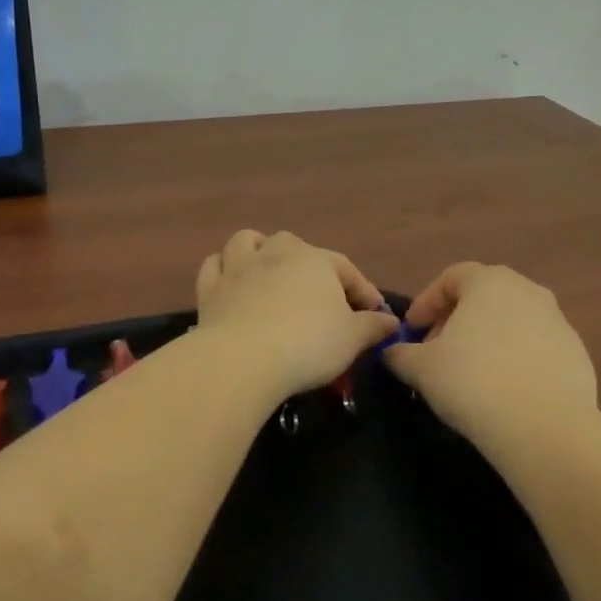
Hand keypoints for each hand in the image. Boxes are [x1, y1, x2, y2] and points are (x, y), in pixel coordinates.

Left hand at [195, 230, 397, 396]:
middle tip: (320, 297)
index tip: (375, 316)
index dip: (363, 292)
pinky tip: (231, 284)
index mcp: (316, 261)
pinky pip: (214, 266)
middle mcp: (277, 253)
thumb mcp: (352, 339)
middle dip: (309, 265)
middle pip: (295, 247)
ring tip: (268, 272)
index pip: (346, 270)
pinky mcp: (210, 288)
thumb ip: (373, 327)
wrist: (244, 359)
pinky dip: (223, 270)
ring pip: (248, 242)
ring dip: (259, 250)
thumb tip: (390, 321)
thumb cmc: (308, 344)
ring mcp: (239, 267)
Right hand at [384, 263, 596, 442]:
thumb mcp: (422, 368)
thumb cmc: (473, 383)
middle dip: (456, 320)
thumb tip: (391, 352)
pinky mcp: (576, 353)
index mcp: (489, 282)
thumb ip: (400, 354)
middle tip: (438, 352)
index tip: (412, 332)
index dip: (427, 303)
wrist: (545, 428)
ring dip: (487, 339)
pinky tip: (504, 390)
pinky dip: (516, 359)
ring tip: (471, 373)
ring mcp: (557, 321)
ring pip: (512, 321)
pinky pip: (536, 347)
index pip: (451, 278)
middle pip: (483, 296)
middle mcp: (527, 290)